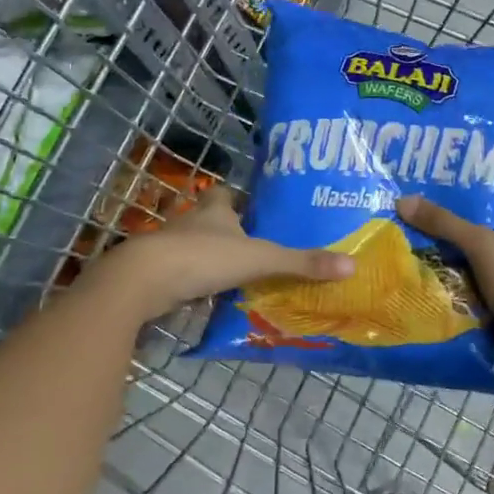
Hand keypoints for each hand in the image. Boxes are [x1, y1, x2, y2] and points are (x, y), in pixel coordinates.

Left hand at [81, 186, 353, 321]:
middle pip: (210, 220)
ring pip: (195, 248)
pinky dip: (196, 285)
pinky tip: (212, 299)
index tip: (255, 208)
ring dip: (212, 259)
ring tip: (240, 275)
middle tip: (256, 245)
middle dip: (228, 230)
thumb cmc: (203, 258)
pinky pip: (182, 276)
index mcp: (214, 211)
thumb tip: (351, 265)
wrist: (143, 282)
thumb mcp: (259, 259)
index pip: (226, 194)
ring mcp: (170, 249)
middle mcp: (191, 224)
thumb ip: (301, 263)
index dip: (239, 198)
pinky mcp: (157, 276)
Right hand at [396, 183, 493, 359]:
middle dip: (464, 208)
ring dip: (459, 238)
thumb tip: (404, 200)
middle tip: (429, 195)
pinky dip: (460, 264)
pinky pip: (479, 268)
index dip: (491, 175)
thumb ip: (444, 223)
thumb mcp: (481, 245)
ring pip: (484, 243)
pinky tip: (432, 256)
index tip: (459, 168)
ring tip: (423, 222)